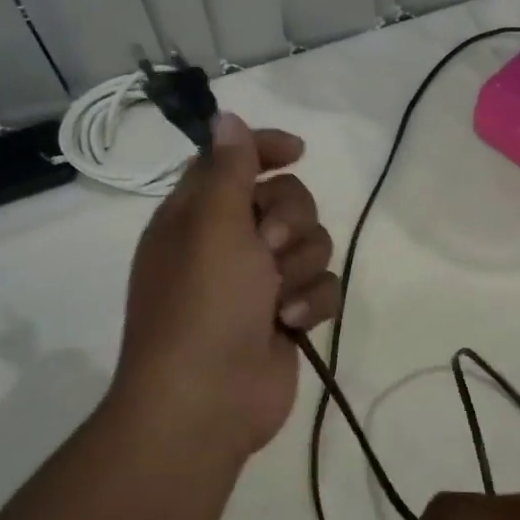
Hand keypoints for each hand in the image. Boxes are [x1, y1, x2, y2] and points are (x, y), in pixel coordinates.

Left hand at [109, 113, 342, 467]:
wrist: (207, 401)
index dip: (266, 149)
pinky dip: (311, 302)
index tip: (298, 151)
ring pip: (312, 243)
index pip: (234, 160)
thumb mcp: (211, 225)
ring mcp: (260, 282)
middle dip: (290, 220)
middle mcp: (228, 243)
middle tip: (267, 247)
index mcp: (197, 215)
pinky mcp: (287, 315)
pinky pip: (322, 286)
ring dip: (300, 266)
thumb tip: (226, 117)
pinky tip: (291, 323)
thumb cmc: (203, 305)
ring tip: (276, 298)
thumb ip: (228, 168)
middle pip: (287, 199)